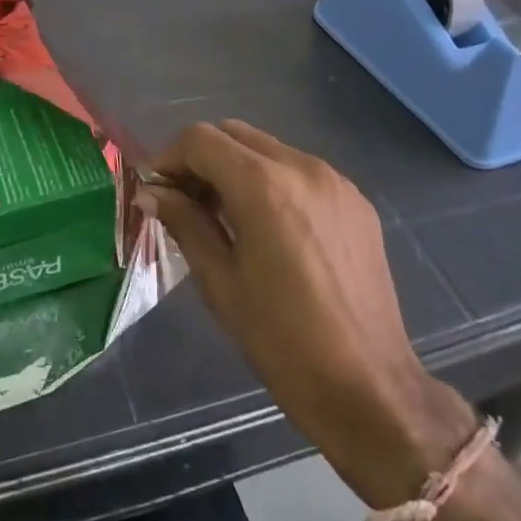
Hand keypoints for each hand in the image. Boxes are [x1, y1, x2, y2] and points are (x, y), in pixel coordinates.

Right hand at [141, 120, 476, 508]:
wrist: (369, 387)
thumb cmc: (282, 340)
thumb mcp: (220, 282)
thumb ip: (184, 223)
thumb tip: (151, 193)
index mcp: (264, 186)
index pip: (201, 139)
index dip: (169, 157)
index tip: (158, 192)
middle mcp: (302, 167)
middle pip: (234, 133)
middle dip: (201, 158)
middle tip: (185, 201)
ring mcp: (336, 181)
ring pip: (268, 148)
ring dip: (237, 167)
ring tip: (225, 216)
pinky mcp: (356, 201)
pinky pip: (300, 171)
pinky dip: (272, 181)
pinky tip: (269, 227)